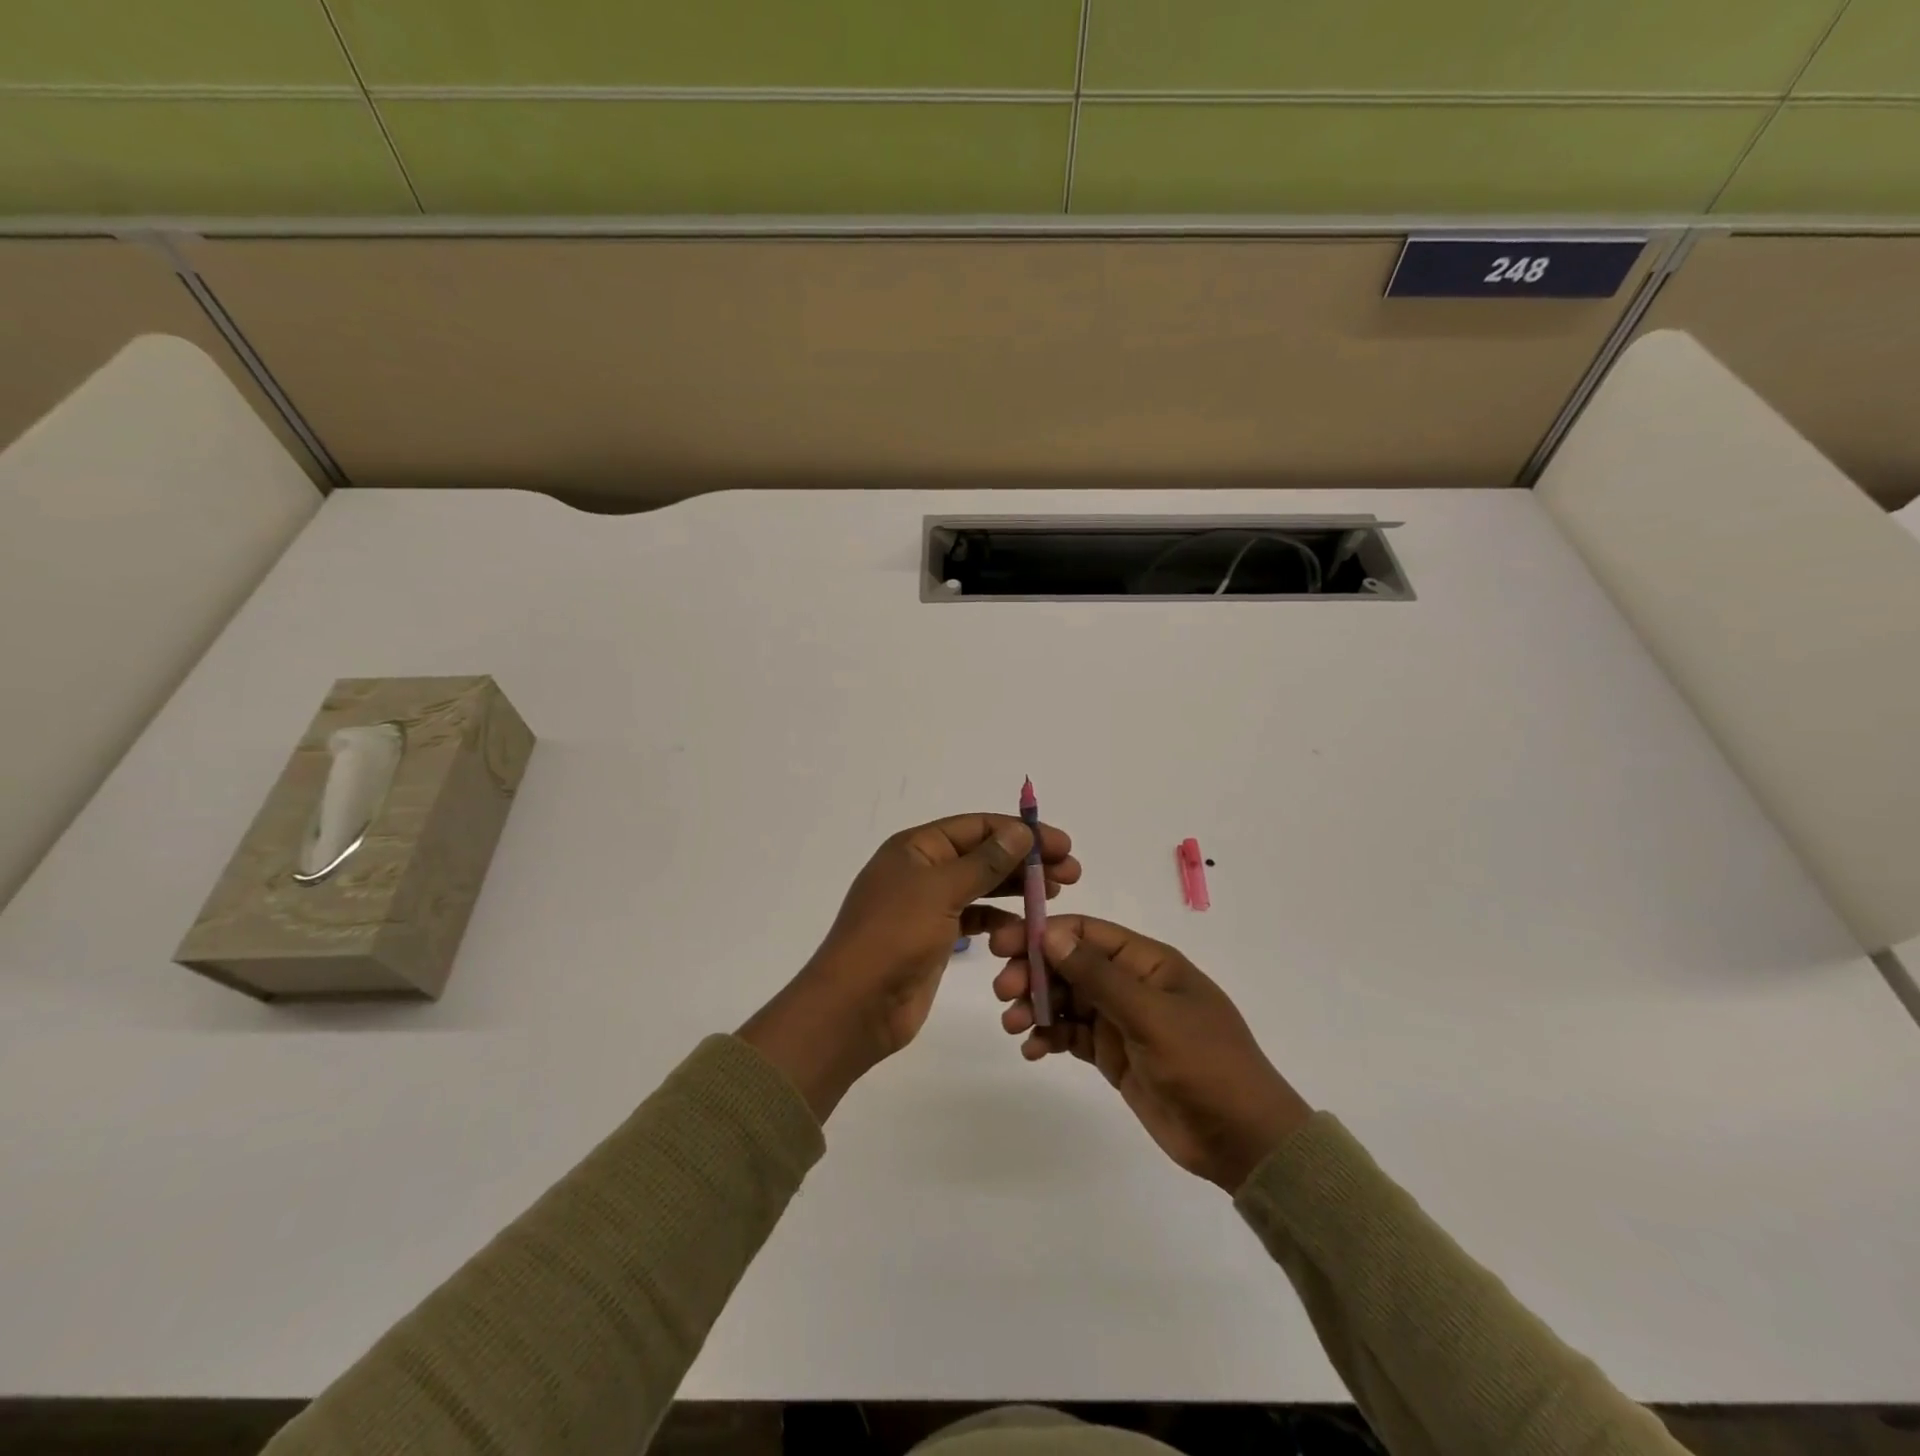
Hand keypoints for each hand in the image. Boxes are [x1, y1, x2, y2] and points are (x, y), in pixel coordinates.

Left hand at [742, 813, 1078, 1119]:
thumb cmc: (893, 937)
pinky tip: (1026, 929)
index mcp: (916, 848)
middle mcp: (922, 871)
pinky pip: (975, 920)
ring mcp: (928, 906)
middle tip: (1071, 872)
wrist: (855, 1007)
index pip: (976, 827)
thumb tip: (1020, 832)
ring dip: (1017, 888)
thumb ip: (984, 862)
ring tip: (1056, 893)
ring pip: (982, 887)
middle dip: (1025, 860)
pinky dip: (1000, 922)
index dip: (1020, 832)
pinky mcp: (935, 939)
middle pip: (982, 855)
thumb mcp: (940, 891)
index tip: (1061, 844)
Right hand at [991, 916, 1311, 1191]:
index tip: (1005, 944)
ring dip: (1036, 1005)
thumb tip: (1052, 935)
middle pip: (1071, 965)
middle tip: (1003, 991)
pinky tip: (1033, 1049)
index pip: (1088, 933)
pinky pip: (1072, 1035)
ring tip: (1014, 1025)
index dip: (1046, 933)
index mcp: (1148, 962)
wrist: (1242, 1139)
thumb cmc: (1204, 1064)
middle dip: (1034, 972)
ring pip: (1067, 1000)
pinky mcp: (1114, 1055)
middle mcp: (1131, 984)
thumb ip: (1099, 976)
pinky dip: (1049, 1036)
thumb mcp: (1151, 1016)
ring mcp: (1122, 1020)